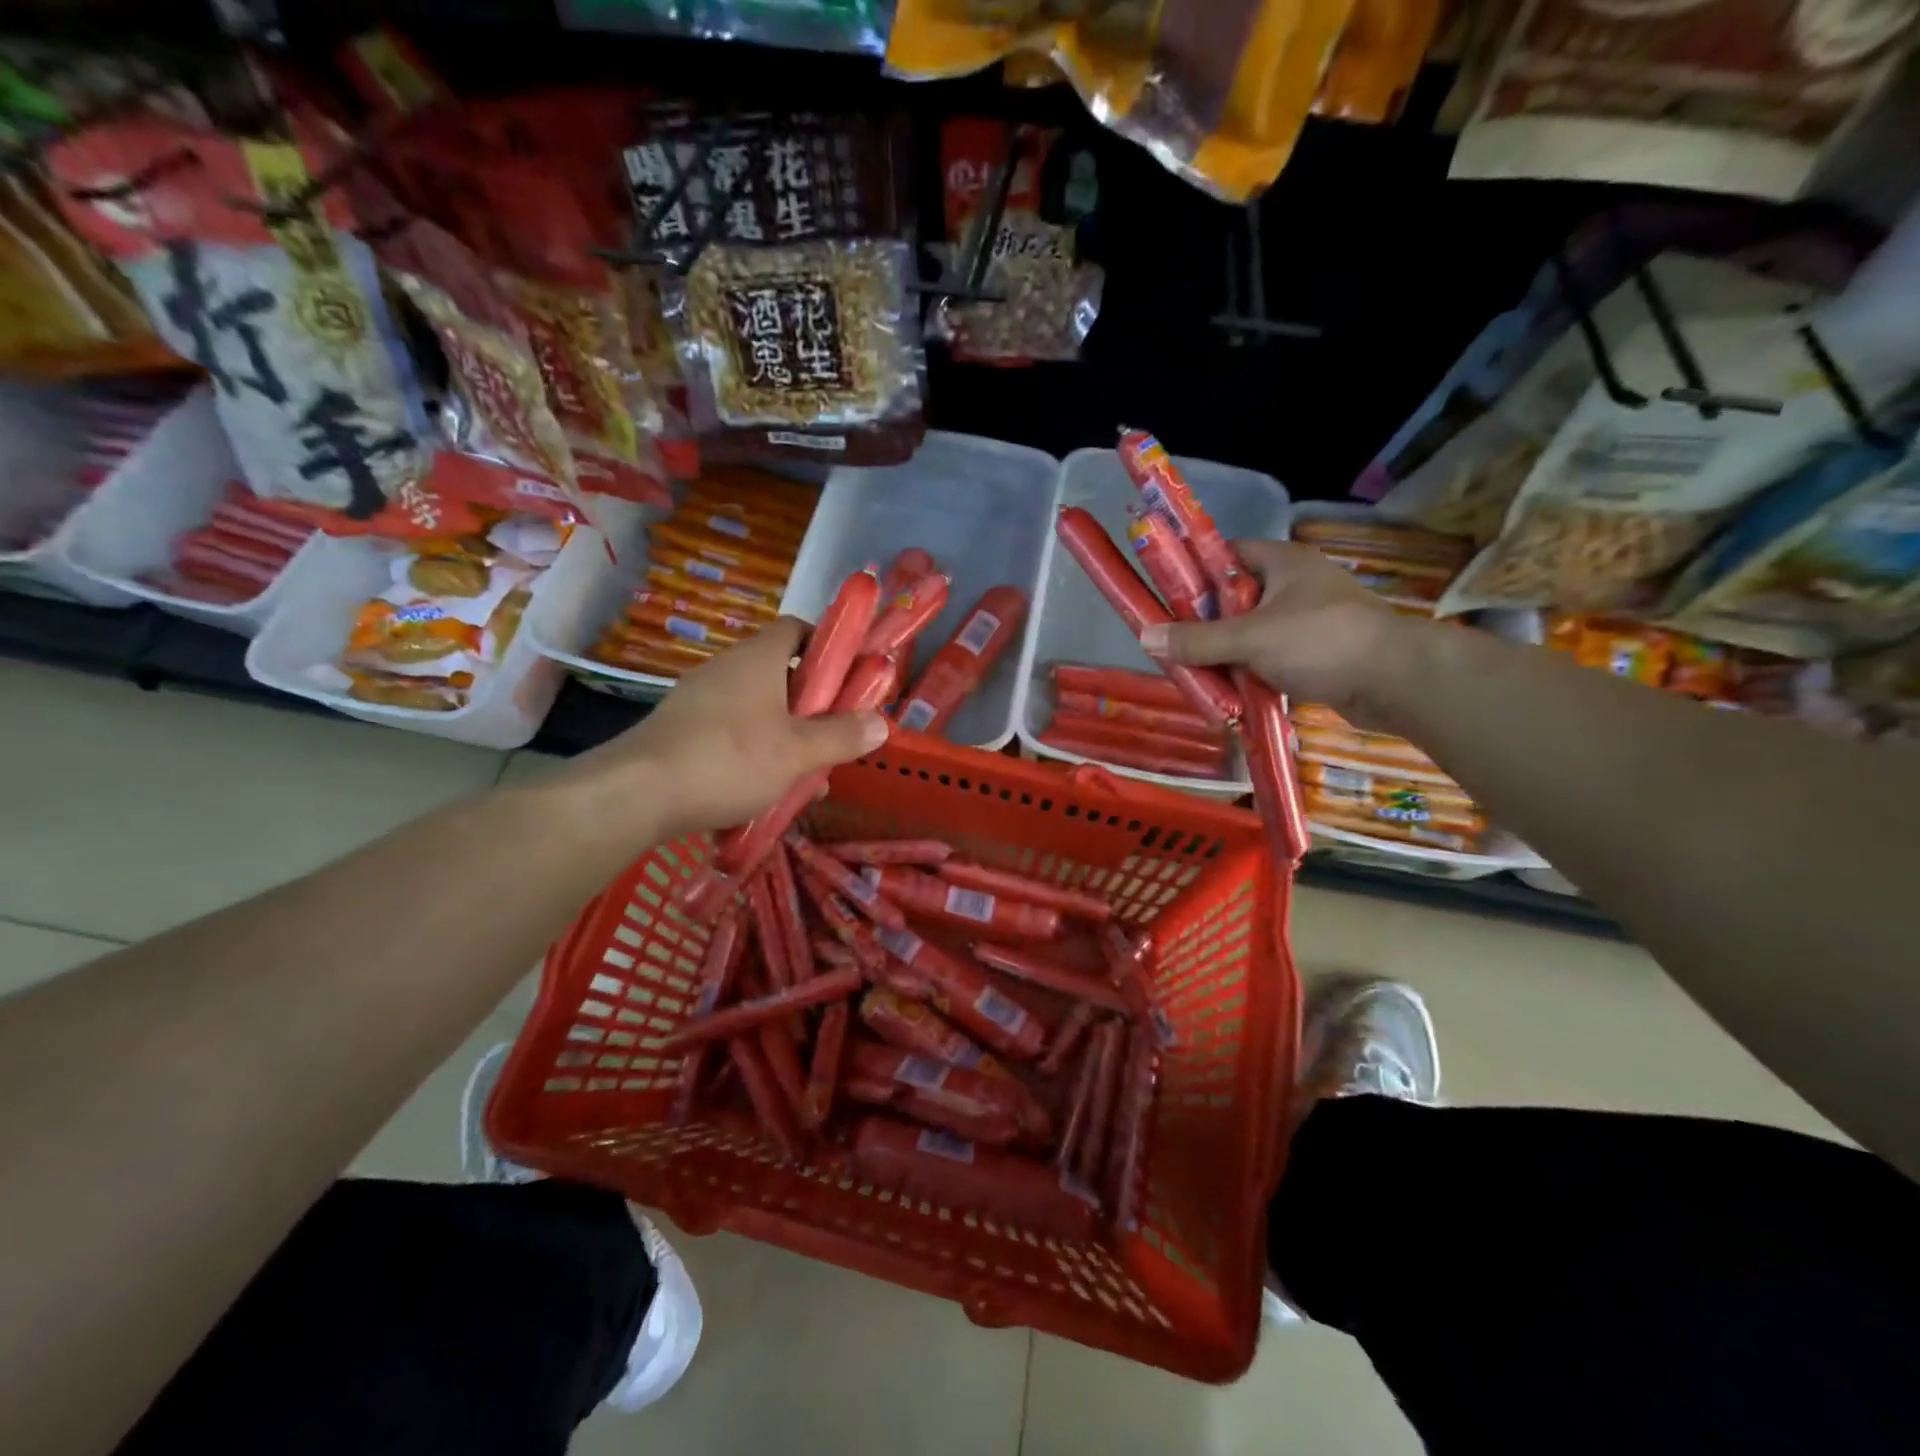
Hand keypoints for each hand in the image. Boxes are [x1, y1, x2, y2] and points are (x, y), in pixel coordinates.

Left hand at [563, 619, 888, 839]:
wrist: (637, 793)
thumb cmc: (730, 759)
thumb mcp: (798, 752)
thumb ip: (841, 736)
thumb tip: (881, 723)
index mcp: (758, 659)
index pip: (796, 629)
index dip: (826, 645)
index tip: (849, 676)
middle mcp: (727, 669)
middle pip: (781, 674)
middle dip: (813, 705)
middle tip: (834, 736)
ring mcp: (700, 700)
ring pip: (758, 709)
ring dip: (786, 735)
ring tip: (806, 776)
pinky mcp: (682, 730)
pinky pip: (731, 732)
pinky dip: (754, 752)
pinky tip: (765, 792)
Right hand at [1139, 540, 1424, 727]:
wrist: (1395, 681)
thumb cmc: (1321, 641)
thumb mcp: (1251, 638)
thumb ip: (1198, 640)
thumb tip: (1145, 637)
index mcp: (1282, 563)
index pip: (1227, 555)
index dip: (1194, 571)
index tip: (1165, 596)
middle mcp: (1294, 586)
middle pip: (1233, 600)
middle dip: (1204, 624)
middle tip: (1173, 644)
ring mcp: (1306, 621)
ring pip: (1249, 633)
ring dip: (1224, 654)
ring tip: (1194, 673)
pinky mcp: (1315, 654)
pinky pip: (1268, 659)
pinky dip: (1248, 674)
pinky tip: (1227, 692)